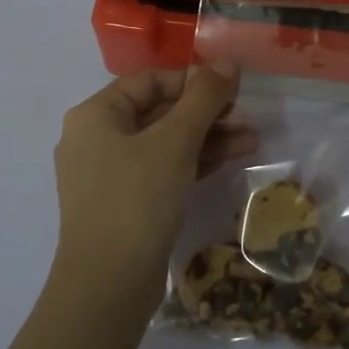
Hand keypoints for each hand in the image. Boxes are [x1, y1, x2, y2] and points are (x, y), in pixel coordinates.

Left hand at [52, 66, 257, 311]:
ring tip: (252, 140)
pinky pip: (162, 169)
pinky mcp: (124, 203)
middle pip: (159, 110)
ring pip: (164, 142)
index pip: (151, 80)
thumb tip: (227, 61)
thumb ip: (203, 98)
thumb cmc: (137, 199)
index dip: (193, 80)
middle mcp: (97, 139)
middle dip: (206, 112)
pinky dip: (193, 162)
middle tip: (246, 116)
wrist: (107, 287)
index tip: (233, 89)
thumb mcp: (175, 142)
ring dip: (207, 137)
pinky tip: (230, 159)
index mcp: (96, 115)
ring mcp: (109, 174)